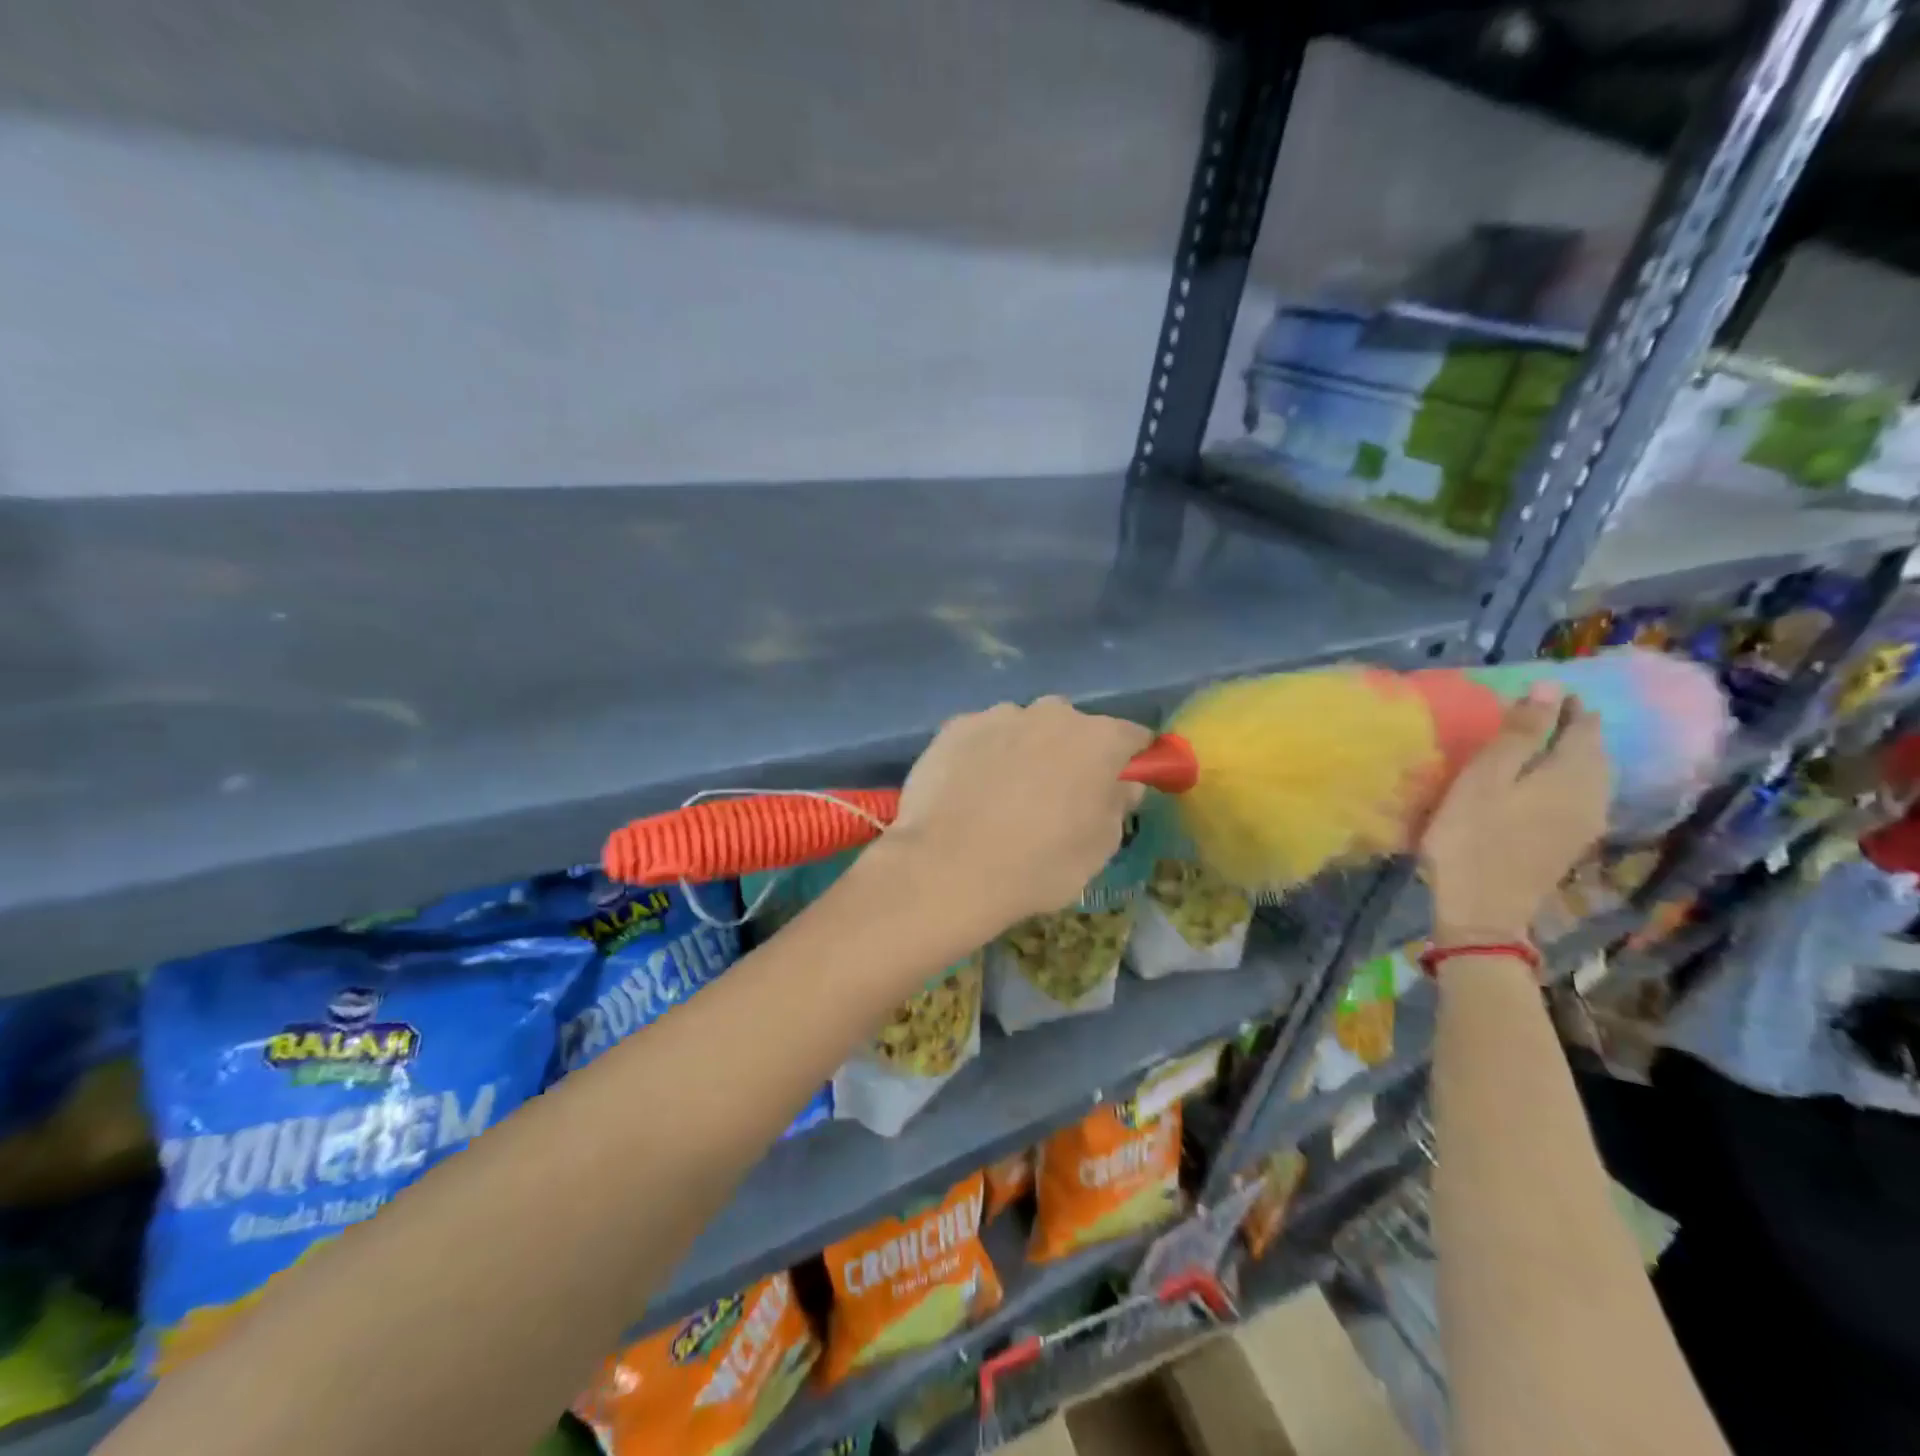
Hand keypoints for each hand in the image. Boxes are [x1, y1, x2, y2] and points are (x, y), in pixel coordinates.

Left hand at [884, 698, 1151, 928]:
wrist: (948, 867)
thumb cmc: (1039, 864)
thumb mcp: (1100, 848)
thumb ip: (1118, 805)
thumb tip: (1121, 784)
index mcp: (1098, 739)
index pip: (1133, 737)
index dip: (1131, 761)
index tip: (1121, 784)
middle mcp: (1051, 713)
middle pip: (1074, 728)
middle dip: (1072, 754)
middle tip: (1058, 797)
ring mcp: (998, 715)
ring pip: (1025, 729)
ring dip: (1025, 751)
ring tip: (1004, 798)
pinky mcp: (955, 727)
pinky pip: (983, 737)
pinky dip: (984, 756)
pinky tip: (970, 792)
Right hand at [1419, 684, 1608, 943]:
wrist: (1484, 909)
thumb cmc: (1473, 837)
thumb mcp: (1485, 778)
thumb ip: (1519, 734)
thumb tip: (1548, 688)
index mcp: (1573, 773)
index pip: (1582, 724)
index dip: (1563, 704)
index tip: (1535, 691)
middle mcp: (1594, 794)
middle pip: (1592, 750)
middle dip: (1569, 727)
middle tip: (1533, 713)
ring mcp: (1587, 822)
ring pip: (1589, 774)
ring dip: (1567, 754)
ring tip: (1534, 744)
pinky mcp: (1572, 842)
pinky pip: (1578, 795)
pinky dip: (1562, 778)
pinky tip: (1538, 783)